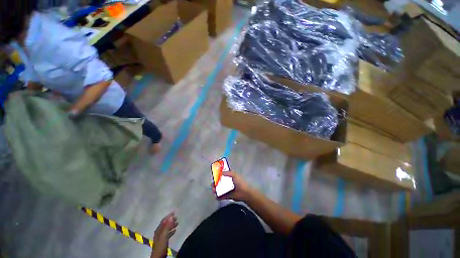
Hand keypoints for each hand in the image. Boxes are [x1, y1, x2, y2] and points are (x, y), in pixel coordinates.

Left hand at [151, 212, 177, 257]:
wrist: (158, 256)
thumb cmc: (161, 245)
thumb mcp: (164, 235)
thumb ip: (167, 226)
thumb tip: (171, 217)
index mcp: (158, 230)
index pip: (164, 221)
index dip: (168, 216)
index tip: (174, 212)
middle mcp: (159, 232)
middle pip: (165, 224)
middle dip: (171, 220)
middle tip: (177, 217)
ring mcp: (161, 237)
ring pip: (167, 228)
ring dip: (172, 225)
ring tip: (177, 223)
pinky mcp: (164, 241)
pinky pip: (168, 233)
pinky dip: (171, 231)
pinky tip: (175, 230)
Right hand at [212, 171, 254, 201]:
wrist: (244, 192)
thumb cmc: (240, 182)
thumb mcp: (234, 175)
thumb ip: (227, 172)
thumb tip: (220, 172)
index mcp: (230, 177)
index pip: (222, 175)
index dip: (218, 175)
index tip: (214, 176)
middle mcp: (228, 183)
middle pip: (219, 183)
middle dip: (215, 183)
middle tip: (213, 184)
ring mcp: (227, 190)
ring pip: (219, 189)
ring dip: (215, 189)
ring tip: (214, 190)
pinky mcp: (227, 196)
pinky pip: (221, 196)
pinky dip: (218, 196)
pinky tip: (216, 196)